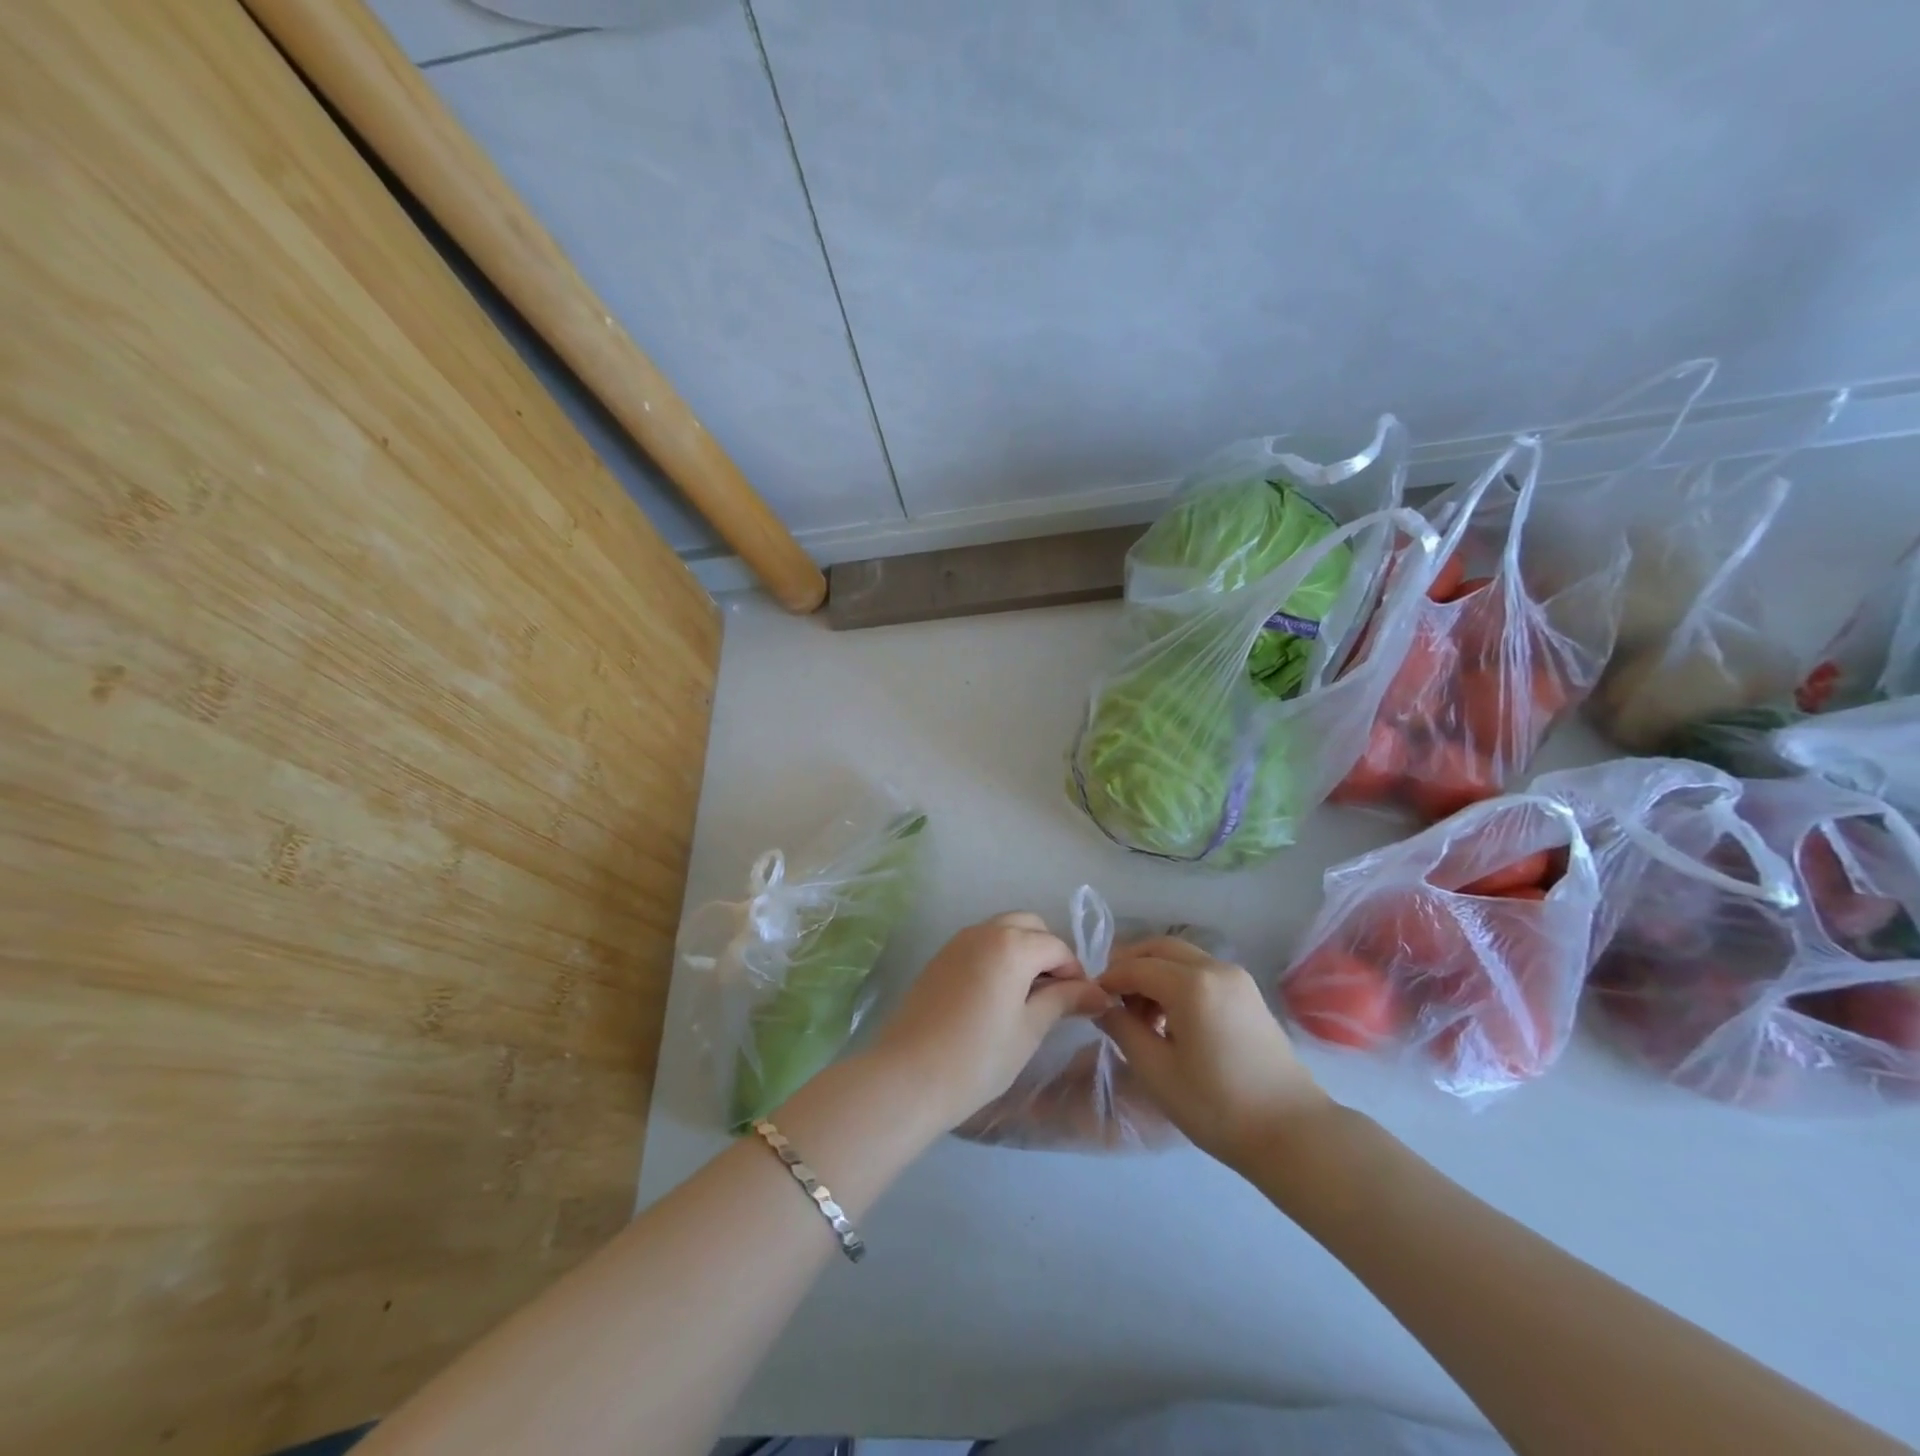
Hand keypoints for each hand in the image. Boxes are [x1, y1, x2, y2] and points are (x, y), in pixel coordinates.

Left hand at [873, 912, 1110, 1130]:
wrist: (908, 1076)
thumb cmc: (978, 1057)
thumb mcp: (1029, 1030)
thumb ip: (1063, 1001)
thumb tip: (1098, 993)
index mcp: (1011, 945)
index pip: (1057, 947)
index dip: (1076, 974)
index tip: (1083, 1005)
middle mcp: (984, 931)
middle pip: (1029, 926)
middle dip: (1049, 953)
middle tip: (1056, 996)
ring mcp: (957, 941)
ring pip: (1003, 930)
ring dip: (1023, 951)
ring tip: (1028, 997)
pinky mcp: (940, 957)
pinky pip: (980, 943)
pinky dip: (998, 956)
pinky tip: (998, 995)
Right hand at [1097, 936, 1329, 1170]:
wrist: (1292, 1133)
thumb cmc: (1217, 1105)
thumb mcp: (1156, 1071)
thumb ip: (1122, 1029)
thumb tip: (1102, 1006)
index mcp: (1191, 983)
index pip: (1135, 966)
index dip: (1108, 979)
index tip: (1090, 1001)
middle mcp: (1215, 968)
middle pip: (1160, 949)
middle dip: (1131, 966)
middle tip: (1111, 1000)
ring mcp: (1237, 978)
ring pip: (1181, 958)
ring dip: (1154, 974)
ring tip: (1141, 1017)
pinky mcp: (1248, 994)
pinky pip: (1202, 972)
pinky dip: (1178, 982)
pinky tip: (1171, 1020)